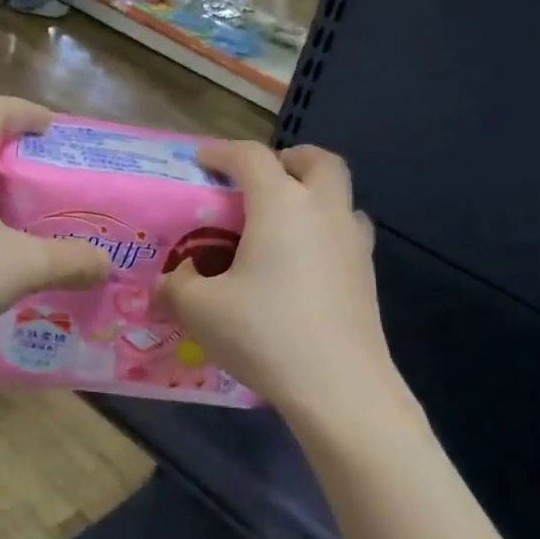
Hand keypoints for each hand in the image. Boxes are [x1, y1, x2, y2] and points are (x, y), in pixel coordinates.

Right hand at [159, 140, 392, 412]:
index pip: (251, 158)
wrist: (338, 385)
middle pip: (317, 161)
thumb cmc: (264, 334)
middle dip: (289, 158)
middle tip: (262, 178)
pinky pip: (348, 233)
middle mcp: (323, 212)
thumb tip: (172, 280)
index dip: (222, 152)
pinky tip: (305, 263)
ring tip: (285, 221)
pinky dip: (327, 231)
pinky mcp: (367, 276)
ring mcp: (353, 243)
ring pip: (341, 196)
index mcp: (280, 205)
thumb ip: (177, 286)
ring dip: (314, 194)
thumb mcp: (200, 310)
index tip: (202, 159)